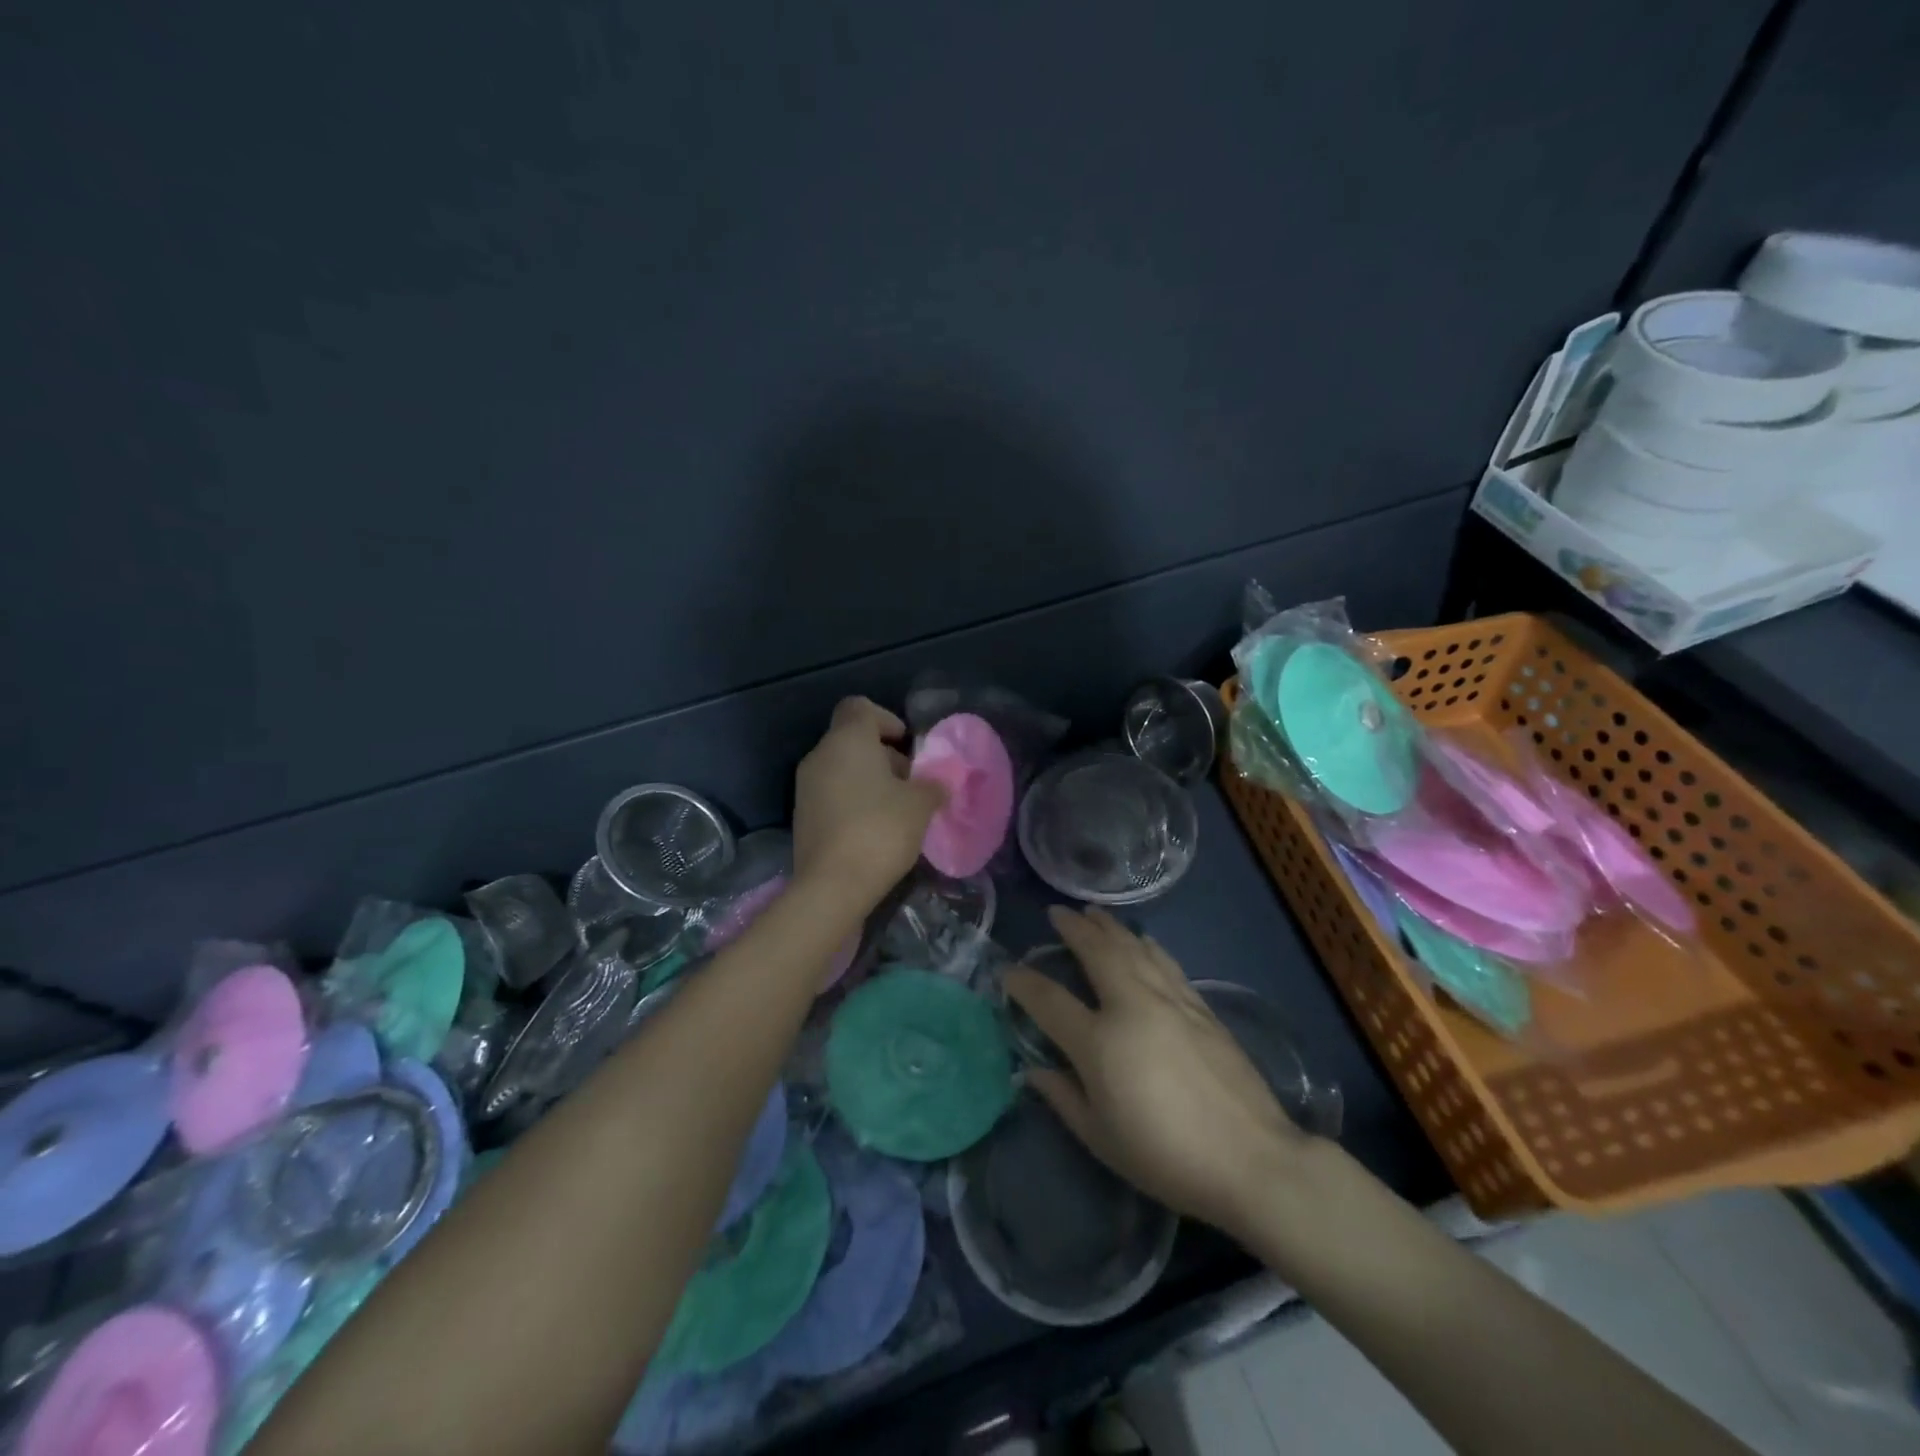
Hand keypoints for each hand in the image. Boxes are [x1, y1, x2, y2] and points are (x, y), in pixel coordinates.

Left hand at [793, 697, 946, 908]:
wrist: (832, 886)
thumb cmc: (880, 830)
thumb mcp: (921, 804)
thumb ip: (933, 784)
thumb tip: (939, 781)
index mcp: (847, 740)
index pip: (860, 707)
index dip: (886, 719)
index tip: (907, 745)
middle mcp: (820, 756)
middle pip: (852, 739)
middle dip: (884, 756)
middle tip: (911, 783)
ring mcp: (806, 787)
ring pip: (842, 768)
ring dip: (870, 780)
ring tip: (898, 809)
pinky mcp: (803, 816)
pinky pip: (832, 794)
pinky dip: (854, 801)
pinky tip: (875, 829)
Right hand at [1004, 907, 1308, 1239]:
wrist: (1250, 1159)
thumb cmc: (1166, 1157)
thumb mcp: (1101, 1139)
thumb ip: (1063, 1098)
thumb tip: (1034, 1071)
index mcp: (1099, 1042)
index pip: (1049, 1000)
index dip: (1024, 982)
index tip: (1009, 970)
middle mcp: (1131, 1006)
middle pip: (1096, 952)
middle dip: (1073, 928)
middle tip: (1057, 912)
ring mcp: (1169, 1001)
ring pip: (1132, 948)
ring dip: (1109, 926)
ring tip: (1093, 912)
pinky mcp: (1199, 1006)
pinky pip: (1164, 961)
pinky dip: (1145, 944)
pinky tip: (1141, 939)